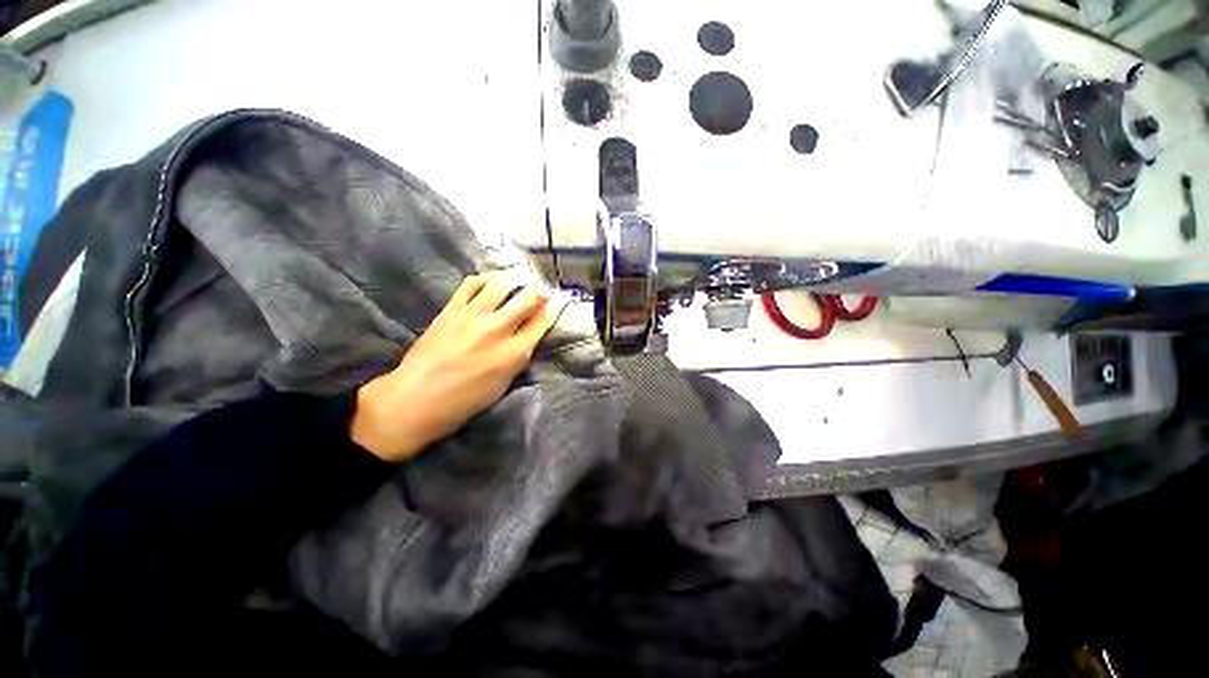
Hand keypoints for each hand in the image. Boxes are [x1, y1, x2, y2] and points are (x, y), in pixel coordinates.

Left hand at [350, 274, 557, 462]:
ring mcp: (474, 316)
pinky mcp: (452, 309)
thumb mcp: (505, 382)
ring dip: (515, 279)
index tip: (556, 302)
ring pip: (503, 283)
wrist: (417, 399)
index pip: (543, 320)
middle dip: (541, 291)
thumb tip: (529, 333)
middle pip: (530, 297)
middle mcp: (499, 329)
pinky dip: (486, 279)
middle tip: (540, 292)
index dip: (554, 308)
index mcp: (516, 353)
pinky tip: (490, 282)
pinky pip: (472, 283)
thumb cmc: (466, 400)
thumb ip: (520, 354)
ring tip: (517, 281)